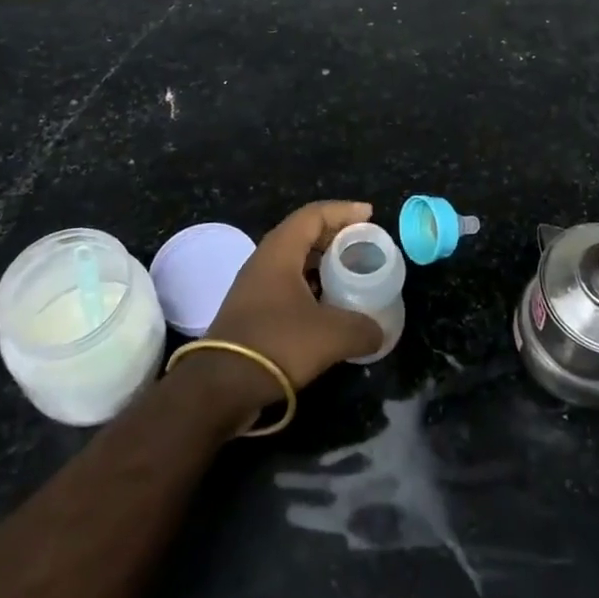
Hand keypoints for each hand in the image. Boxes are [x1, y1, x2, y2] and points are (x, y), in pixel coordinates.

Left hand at [200, 201, 384, 409]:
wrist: (220, 387)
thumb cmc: (276, 344)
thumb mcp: (330, 335)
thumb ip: (362, 328)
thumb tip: (378, 331)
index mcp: (280, 251)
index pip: (314, 214)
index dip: (344, 210)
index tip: (370, 215)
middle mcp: (264, 261)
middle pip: (303, 234)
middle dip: (335, 235)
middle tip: (363, 243)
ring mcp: (254, 287)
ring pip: (295, 262)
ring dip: (323, 263)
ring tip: (351, 273)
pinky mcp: (252, 312)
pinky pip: (288, 286)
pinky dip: (312, 287)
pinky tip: (329, 307)